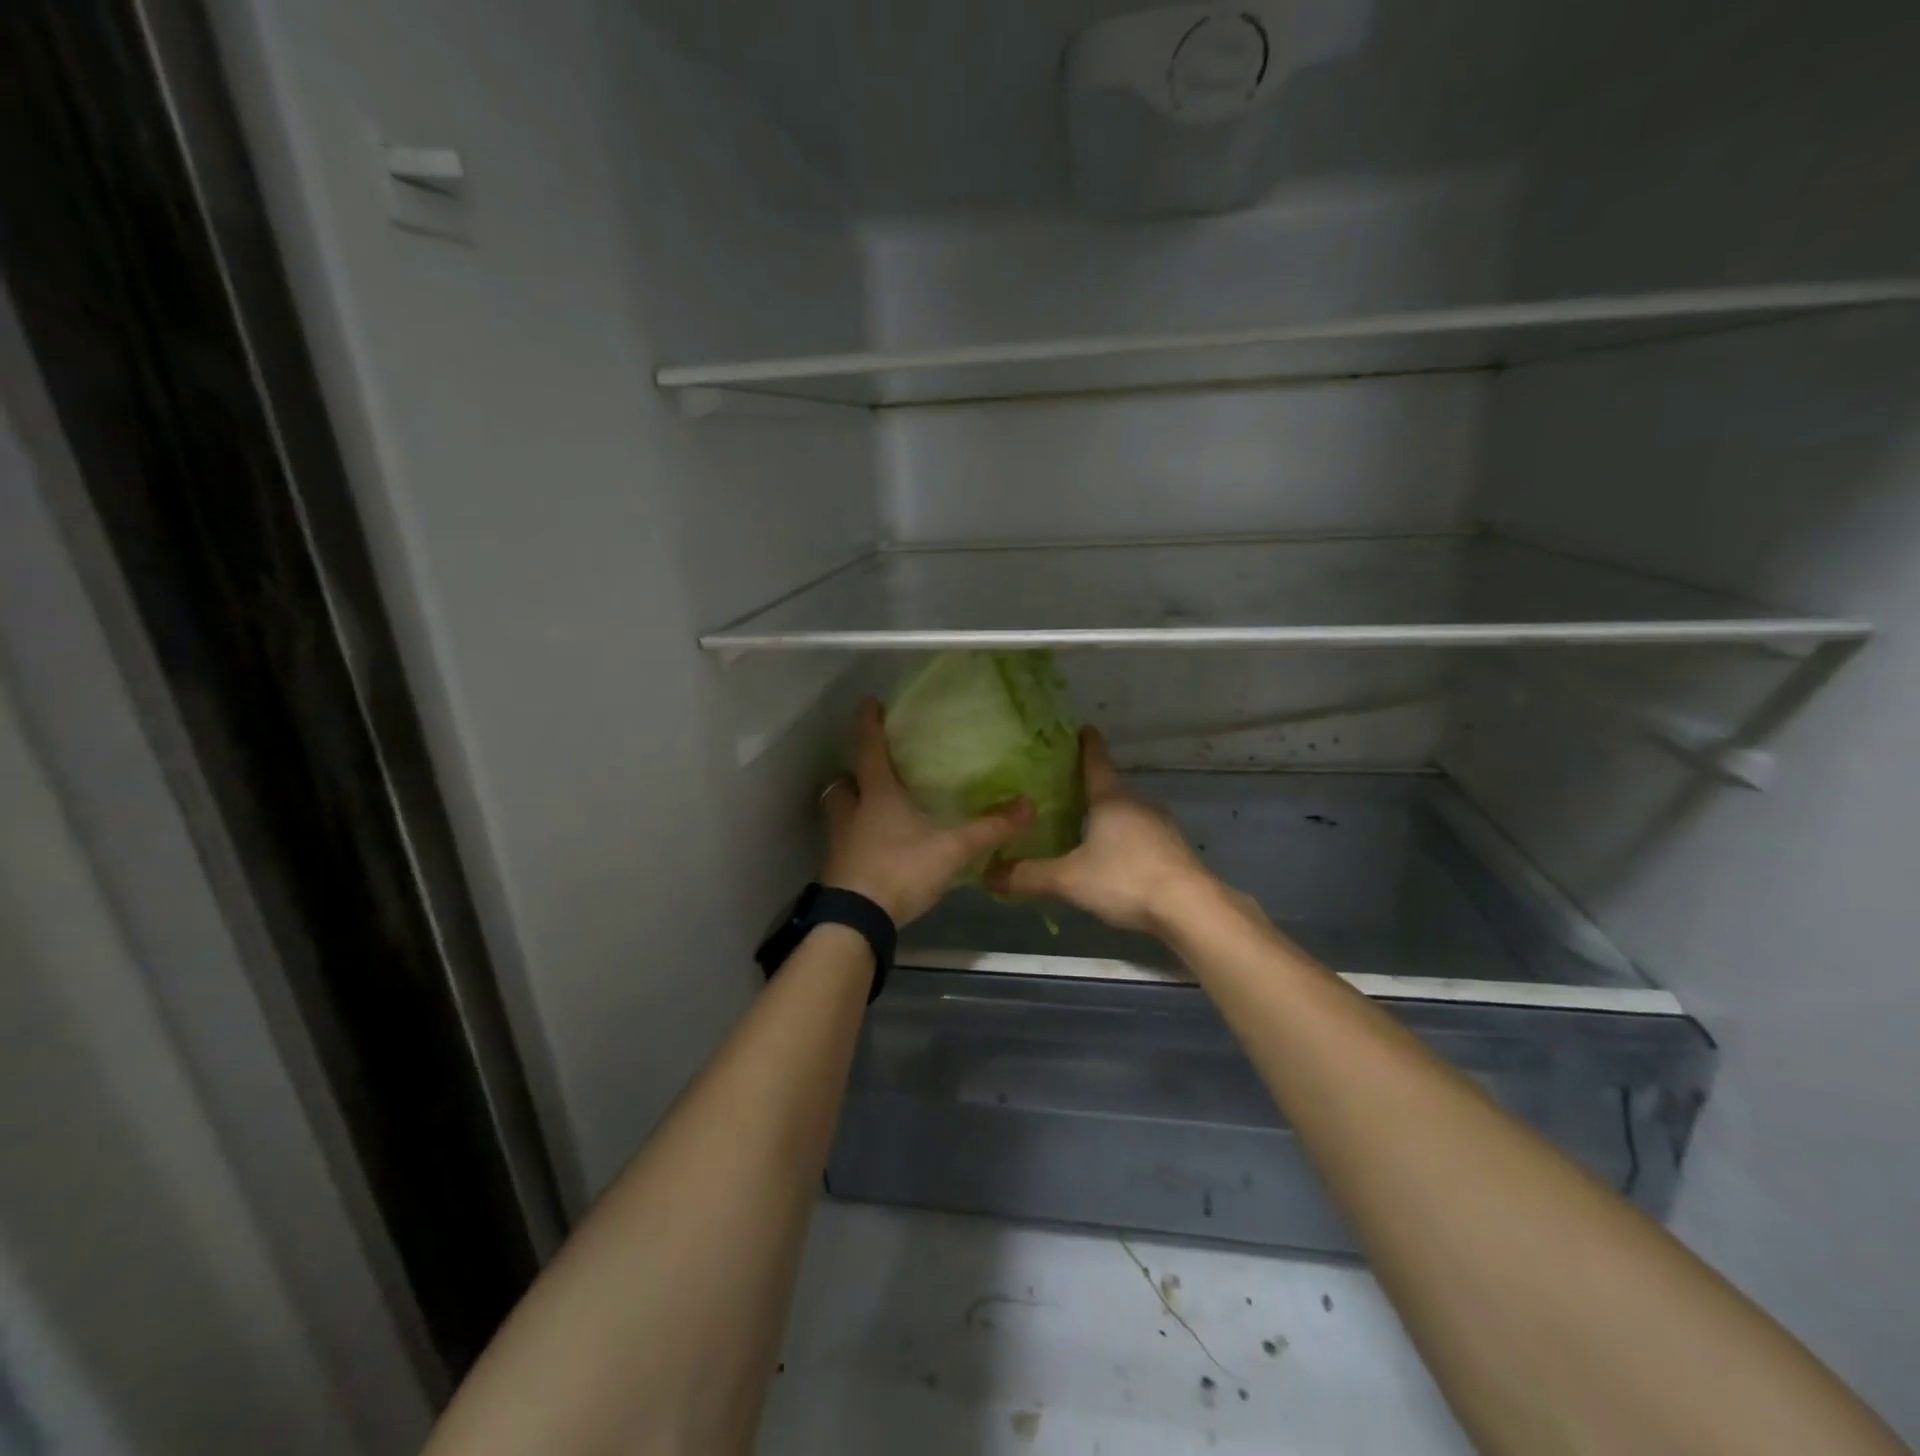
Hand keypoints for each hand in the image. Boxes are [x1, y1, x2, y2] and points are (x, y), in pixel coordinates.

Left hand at [821, 698, 1034, 926]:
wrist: (857, 921)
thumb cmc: (900, 870)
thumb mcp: (951, 849)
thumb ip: (989, 829)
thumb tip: (1028, 805)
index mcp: (877, 796)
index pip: (869, 750)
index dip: (869, 724)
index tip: (869, 703)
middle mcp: (852, 814)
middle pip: (842, 784)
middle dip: (852, 774)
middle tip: (869, 772)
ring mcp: (841, 844)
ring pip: (839, 814)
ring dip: (851, 807)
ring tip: (874, 809)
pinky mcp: (840, 870)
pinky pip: (845, 844)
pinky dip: (857, 840)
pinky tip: (878, 849)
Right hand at [985, 727, 1220, 934]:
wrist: (1189, 907)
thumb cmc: (1124, 878)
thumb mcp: (1069, 879)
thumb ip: (1029, 876)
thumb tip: (988, 874)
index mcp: (1111, 799)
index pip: (1095, 761)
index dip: (1086, 744)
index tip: (1082, 728)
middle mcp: (1138, 804)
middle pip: (1111, 790)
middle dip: (1091, 791)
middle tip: (1065, 794)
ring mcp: (1161, 826)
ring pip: (1128, 815)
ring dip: (1109, 820)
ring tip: (1085, 832)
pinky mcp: (1174, 850)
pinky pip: (1142, 837)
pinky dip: (1126, 842)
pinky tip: (1115, 863)